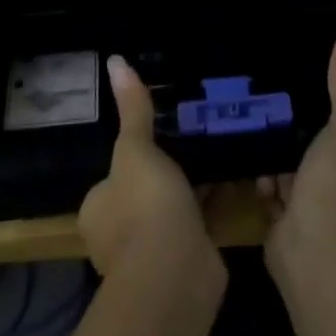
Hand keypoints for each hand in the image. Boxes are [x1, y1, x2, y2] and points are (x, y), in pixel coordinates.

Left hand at [78, 55, 217, 279]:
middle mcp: (120, 233)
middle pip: (144, 191)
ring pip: (174, 207)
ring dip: (192, 186)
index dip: (133, 156)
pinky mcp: (188, 258)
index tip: (158, 134)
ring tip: (217, 146)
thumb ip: (132, 109)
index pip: (112, 175)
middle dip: (166, 171)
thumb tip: (115, 59)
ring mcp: (154, 251)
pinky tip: (236, 174)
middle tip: (193, 135)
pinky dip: (215, 201)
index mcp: (99, 208)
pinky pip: (201, 220)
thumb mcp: (135, 149)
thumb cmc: (144, 207)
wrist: (175, 275)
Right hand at [260, 31, 335, 262]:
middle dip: (310, 150)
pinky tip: (255, 167)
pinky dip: (267, 189)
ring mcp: (327, 229)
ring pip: (304, 187)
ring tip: (266, 133)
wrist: (315, 251)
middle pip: (334, 170)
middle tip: (286, 118)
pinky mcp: (294, 240)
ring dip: (285, 169)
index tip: (325, 112)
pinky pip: (279, 206)